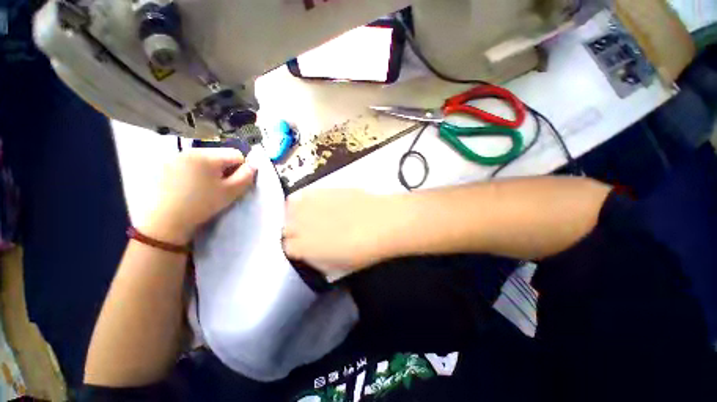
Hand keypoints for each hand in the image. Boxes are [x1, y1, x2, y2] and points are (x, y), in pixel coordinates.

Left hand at [140, 148, 255, 243]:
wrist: (165, 220)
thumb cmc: (202, 204)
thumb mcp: (231, 192)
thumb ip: (246, 176)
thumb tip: (253, 165)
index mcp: (208, 156)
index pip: (236, 154)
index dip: (241, 169)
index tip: (234, 183)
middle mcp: (191, 150)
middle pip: (220, 155)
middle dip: (225, 169)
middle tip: (220, 186)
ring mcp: (177, 156)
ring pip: (206, 159)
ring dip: (211, 170)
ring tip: (205, 187)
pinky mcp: (167, 165)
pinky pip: (191, 163)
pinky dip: (196, 171)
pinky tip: (190, 186)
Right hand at [283, 189, 404, 274]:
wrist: (381, 223)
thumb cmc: (362, 251)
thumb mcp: (338, 266)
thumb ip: (318, 260)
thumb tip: (311, 253)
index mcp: (303, 248)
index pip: (287, 247)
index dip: (296, 247)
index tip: (304, 246)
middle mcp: (300, 226)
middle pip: (286, 226)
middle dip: (294, 230)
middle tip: (307, 231)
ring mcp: (310, 205)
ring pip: (290, 207)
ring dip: (296, 212)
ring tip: (309, 214)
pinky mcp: (321, 190)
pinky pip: (304, 193)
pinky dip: (306, 198)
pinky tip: (317, 202)